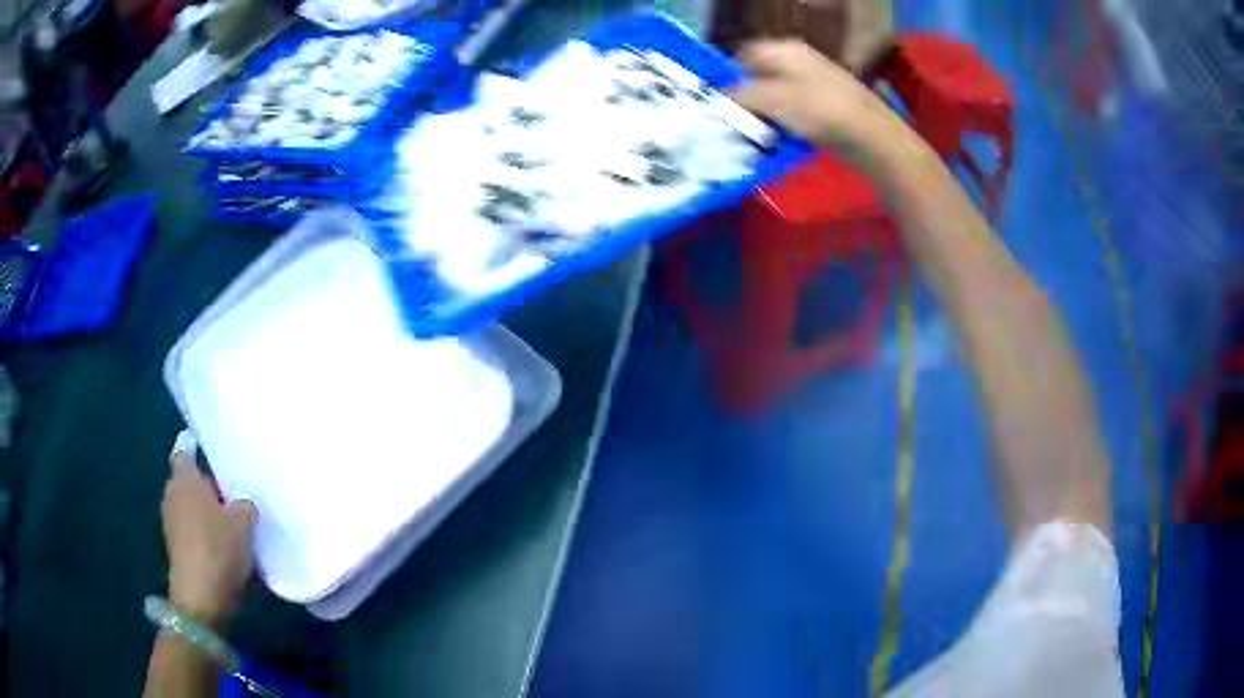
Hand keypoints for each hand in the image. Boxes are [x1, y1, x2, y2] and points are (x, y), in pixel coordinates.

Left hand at [162, 431, 257, 628]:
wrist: (201, 596)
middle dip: (208, 490)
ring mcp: (171, 524)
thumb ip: (244, 506)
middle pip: (190, 485)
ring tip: (235, 530)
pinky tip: (228, 554)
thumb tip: (242, 505)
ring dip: (209, 518)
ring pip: (193, 512)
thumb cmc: (219, 547)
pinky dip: (208, 540)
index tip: (205, 449)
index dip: (194, 448)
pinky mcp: (177, 551)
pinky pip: (194, 536)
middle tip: (234, 498)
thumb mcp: (245, 522)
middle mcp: (172, 495)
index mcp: (184, 478)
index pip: (185, 452)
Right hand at [730, 40, 898, 155]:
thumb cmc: (817, 109)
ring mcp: (814, 83)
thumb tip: (715, 98)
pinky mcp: (825, 106)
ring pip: (776, 97)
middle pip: (758, 77)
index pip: (742, 55)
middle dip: (744, 100)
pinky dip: (784, 125)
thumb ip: (737, 95)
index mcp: (783, 50)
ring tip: (753, 136)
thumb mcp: (769, 99)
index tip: (716, 102)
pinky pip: (794, 113)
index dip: (726, 77)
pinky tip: (779, 142)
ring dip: (763, 116)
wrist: (869, 134)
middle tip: (731, 123)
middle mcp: (798, 61)